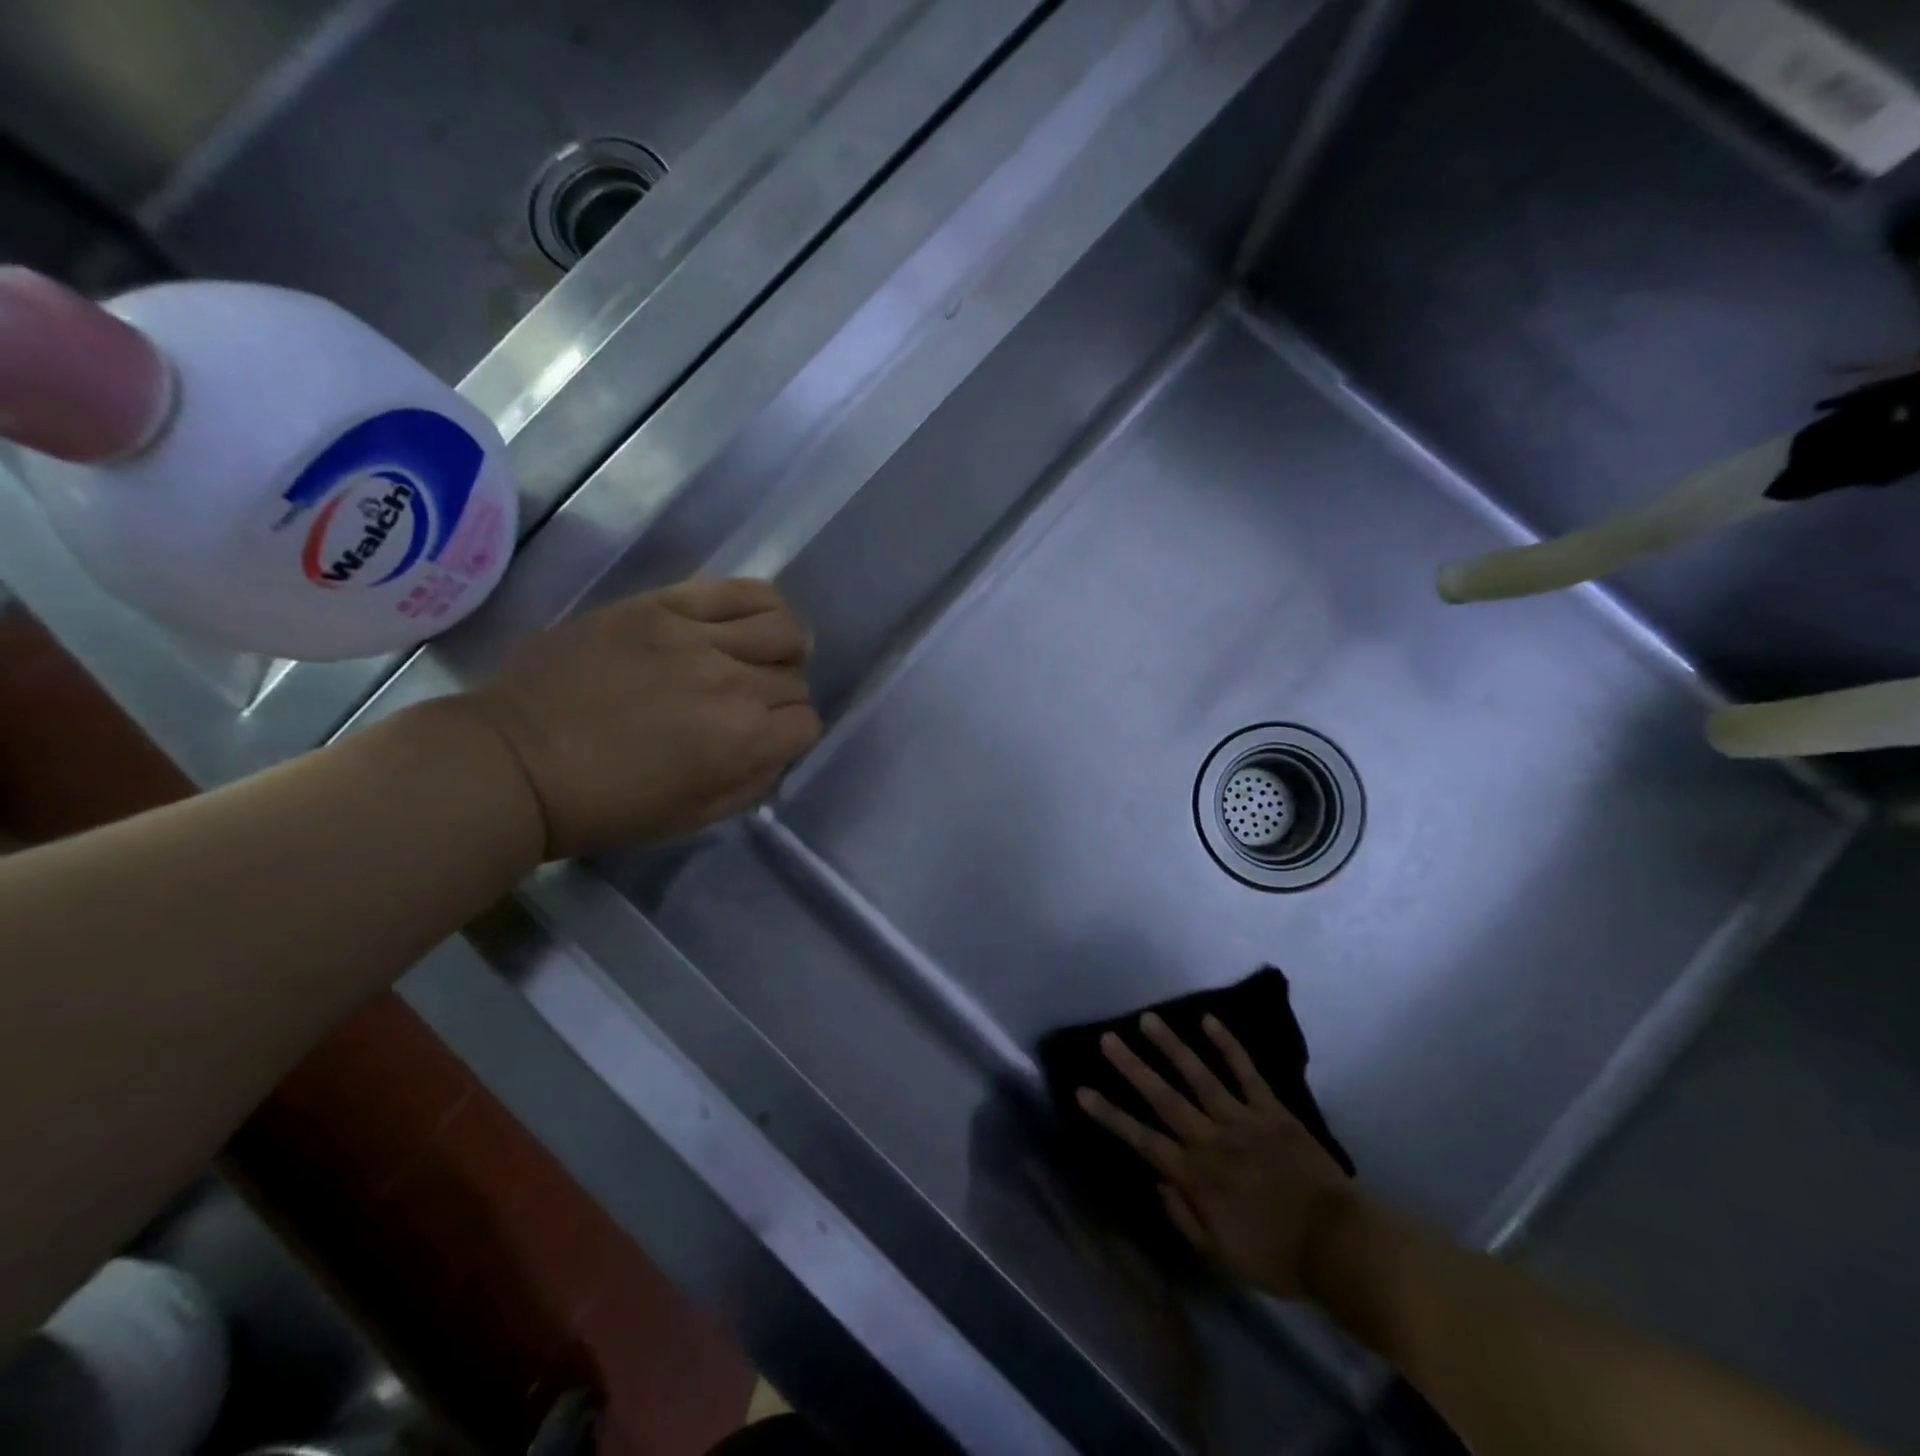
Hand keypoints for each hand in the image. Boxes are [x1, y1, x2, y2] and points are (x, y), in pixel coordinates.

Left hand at [447, 577, 820, 858]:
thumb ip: (752, 783)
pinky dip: (759, 603)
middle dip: (781, 697)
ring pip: (780, 625)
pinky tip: (750, 618)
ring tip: (764, 653)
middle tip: (748, 706)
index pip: (807, 723)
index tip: (765, 741)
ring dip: (784, 645)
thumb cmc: (605, 806)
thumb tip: (777, 750)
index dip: (791, 736)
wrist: (514, 763)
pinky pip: (734, 589)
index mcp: (742, 740)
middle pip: (794, 677)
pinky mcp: (659, 605)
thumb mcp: (693, 818)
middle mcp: (732, 682)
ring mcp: (695, 636)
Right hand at [1077, 1013, 1352, 1298]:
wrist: (1338, 1246)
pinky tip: (1209, 1021)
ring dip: (1172, 1046)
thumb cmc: (1276, 1255)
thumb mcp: (1222, 1258)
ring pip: (1200, 1076)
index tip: (1082, 1091)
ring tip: (1149, 1019)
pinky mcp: (1272, 1110)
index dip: (1110, 1115)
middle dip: (1133, 1067)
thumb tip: (1158, 1182)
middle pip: (1164, 1098)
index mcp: (1196, 1176)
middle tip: (1108, 1038)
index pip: (1143, 1140)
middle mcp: (1211, 1139)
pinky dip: (1228, 1045)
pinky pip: (1247, 1072)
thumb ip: (1185, 1219)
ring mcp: (1242, 1119)